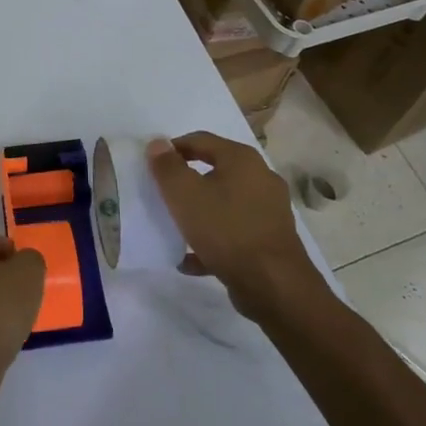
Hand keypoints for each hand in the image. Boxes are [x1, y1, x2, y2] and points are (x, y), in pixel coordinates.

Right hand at [145, 133, 328, 323]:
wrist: (273, 286)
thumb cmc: (226, 230)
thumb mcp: (185, 195)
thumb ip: (167, 167)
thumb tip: (157, 143)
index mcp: (242, 159)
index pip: (200, 140)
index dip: (172, 149)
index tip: (152, 166)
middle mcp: (261, 178)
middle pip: (215, 171)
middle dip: (187, 182)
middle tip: (162, 195)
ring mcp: (269, 210)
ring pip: (224, 203)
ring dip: (200, 212)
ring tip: (176, 227)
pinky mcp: (270, 239)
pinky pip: (233, 232)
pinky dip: (213, 239)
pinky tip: (191, 258)